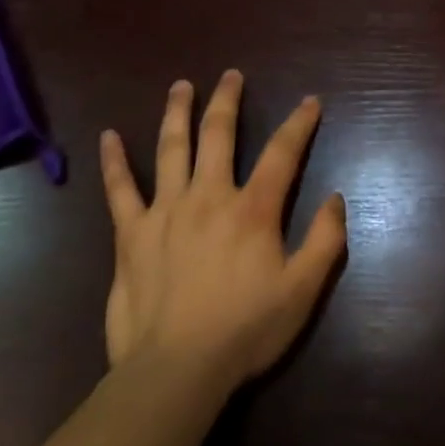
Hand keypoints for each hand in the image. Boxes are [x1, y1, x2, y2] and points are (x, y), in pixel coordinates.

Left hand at [99, 70, 346, 390]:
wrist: (176, 370)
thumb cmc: (245, 330)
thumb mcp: (303, 291)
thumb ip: (324, 241)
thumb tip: (336, 198)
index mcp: (253, 209)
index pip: (282, 153)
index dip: (299, 123)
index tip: (310, 101)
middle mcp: (209, 196)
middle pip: (219, 134)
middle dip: (227, 100)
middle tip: (231, 75)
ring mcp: (165, 211)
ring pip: (171, 148)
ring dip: (177, 112)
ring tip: (181, 86)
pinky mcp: (131, 233)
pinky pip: (120, 189)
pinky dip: (114, 161)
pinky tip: (108, 136)